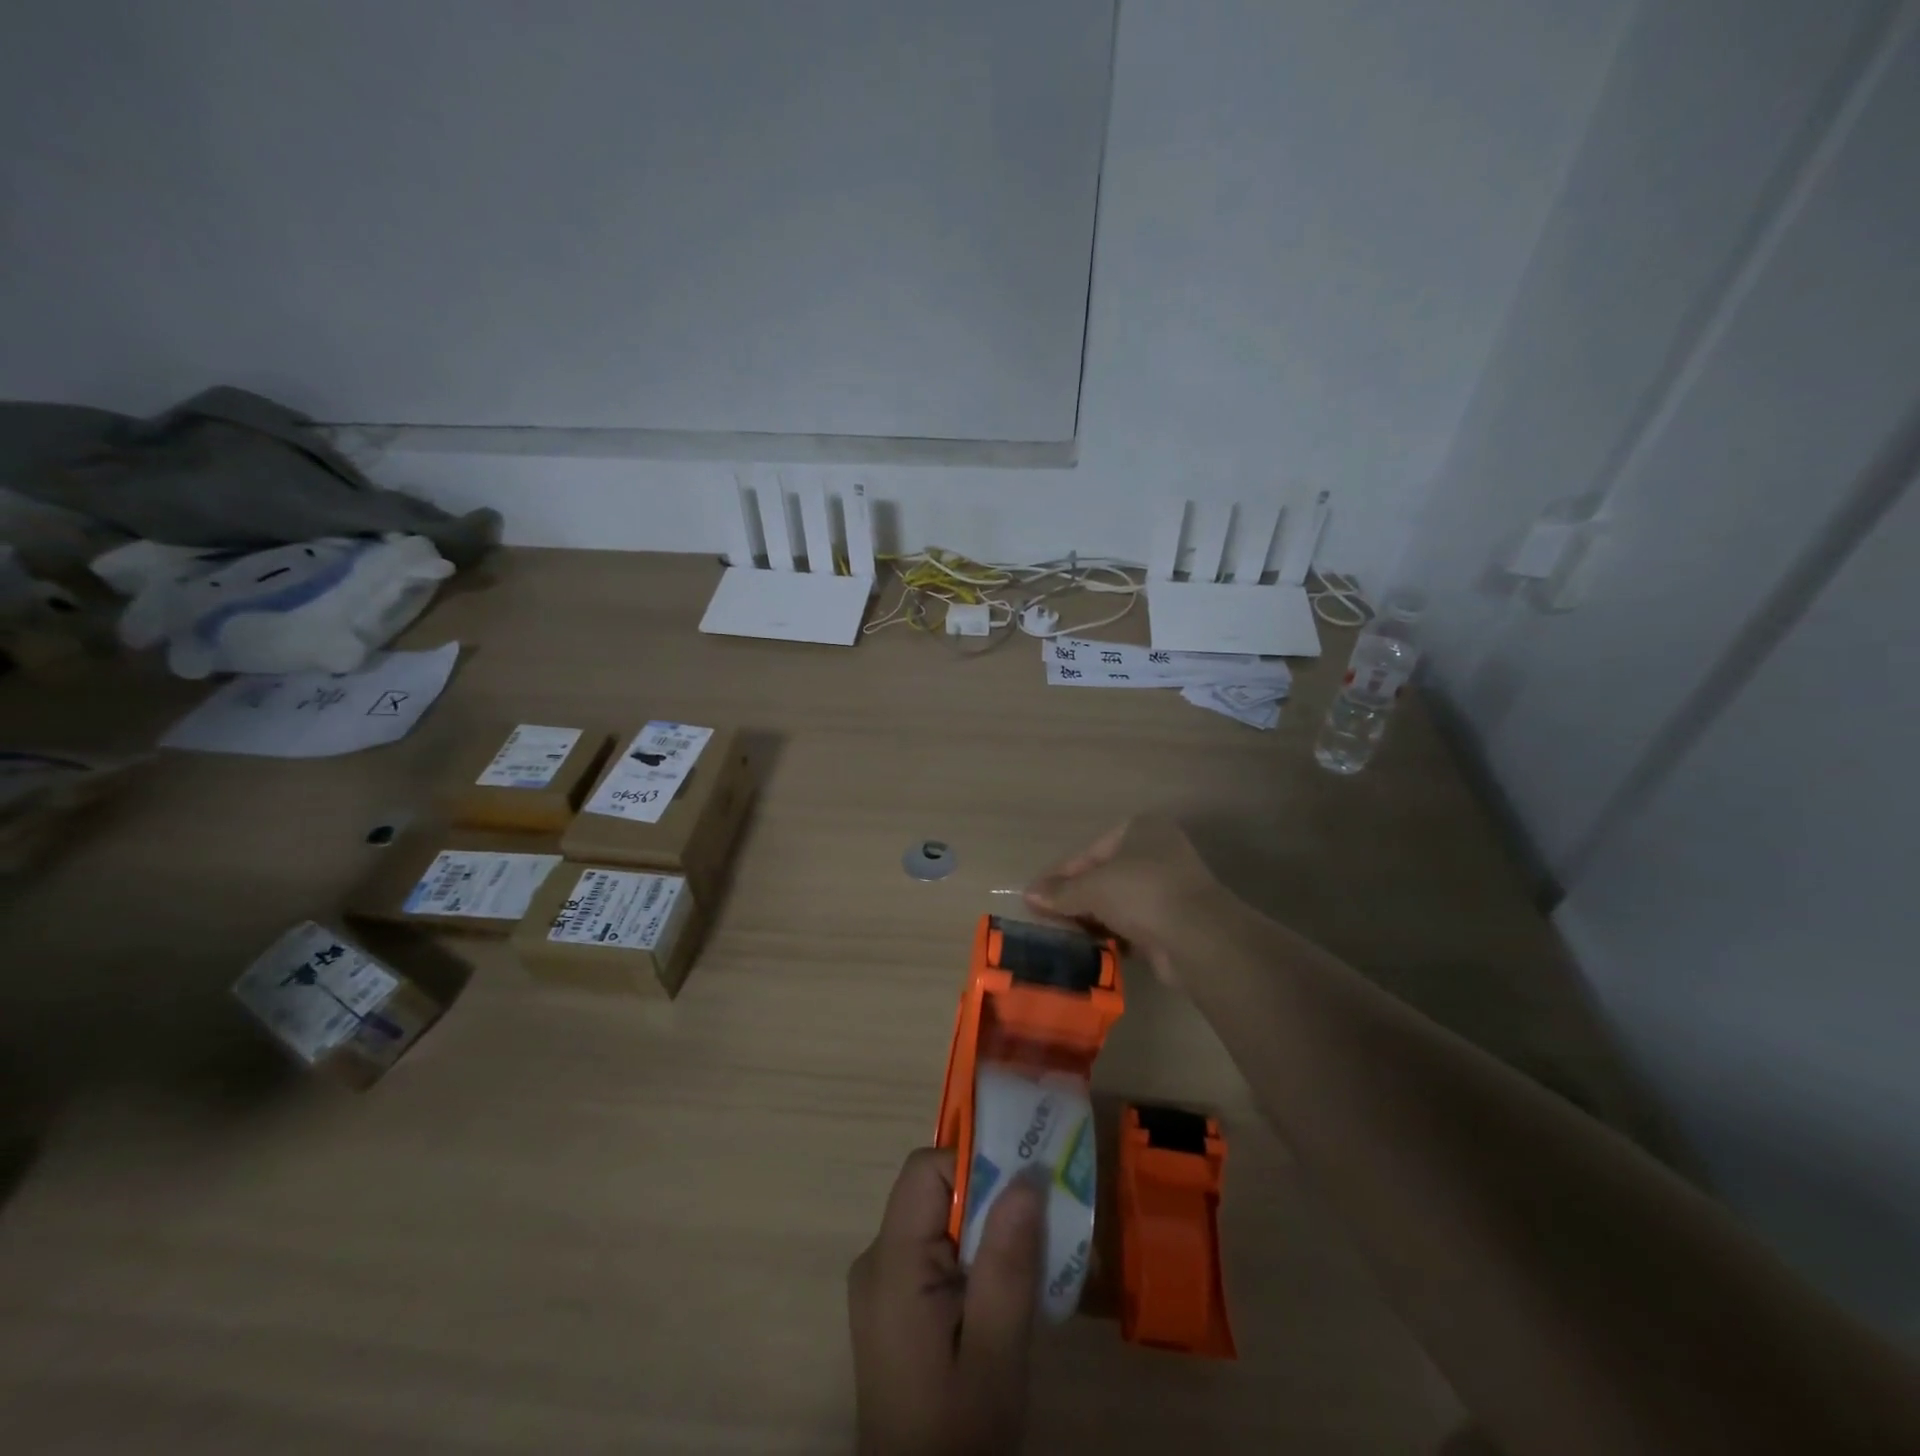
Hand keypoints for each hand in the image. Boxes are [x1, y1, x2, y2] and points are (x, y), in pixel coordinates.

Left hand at [848, 1148, 1043, 1455]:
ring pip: (937, 1221)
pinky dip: (970, 1257)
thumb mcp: (995, 1355)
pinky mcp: (892, 1305)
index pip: (925, 1171)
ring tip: (1027, 1263)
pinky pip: (933, 1252)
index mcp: (891, 1264)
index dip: (974, 1168)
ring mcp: (881, 1284)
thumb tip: (1026, 1178)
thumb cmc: (958, 1437)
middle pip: (932, 1193)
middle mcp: (876, 1260)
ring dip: (984, 1231)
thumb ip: (1007, 1265)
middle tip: (1037, 1228)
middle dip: (987, 1200)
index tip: (1022, 1196)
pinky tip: (1000, 1294)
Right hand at [1024, 814, 1221, 984]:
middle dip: (1077, 898)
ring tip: (1065, 937)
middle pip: (1105, 876)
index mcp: (1141, 829)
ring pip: (1120, 902)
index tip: (1037, 898)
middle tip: (1048, 920)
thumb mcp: (1092, 888)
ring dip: (1094, 919)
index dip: (1061, 875)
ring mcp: (1170, 888)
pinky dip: (1115, 936)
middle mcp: (1158, 853)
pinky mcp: (1175, 922)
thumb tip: (1029, 894)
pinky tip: (1093, 950)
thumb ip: (1060, 892)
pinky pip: (1135, 926)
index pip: (1090, 851)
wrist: (1198, 937)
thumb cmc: (1141, 892)